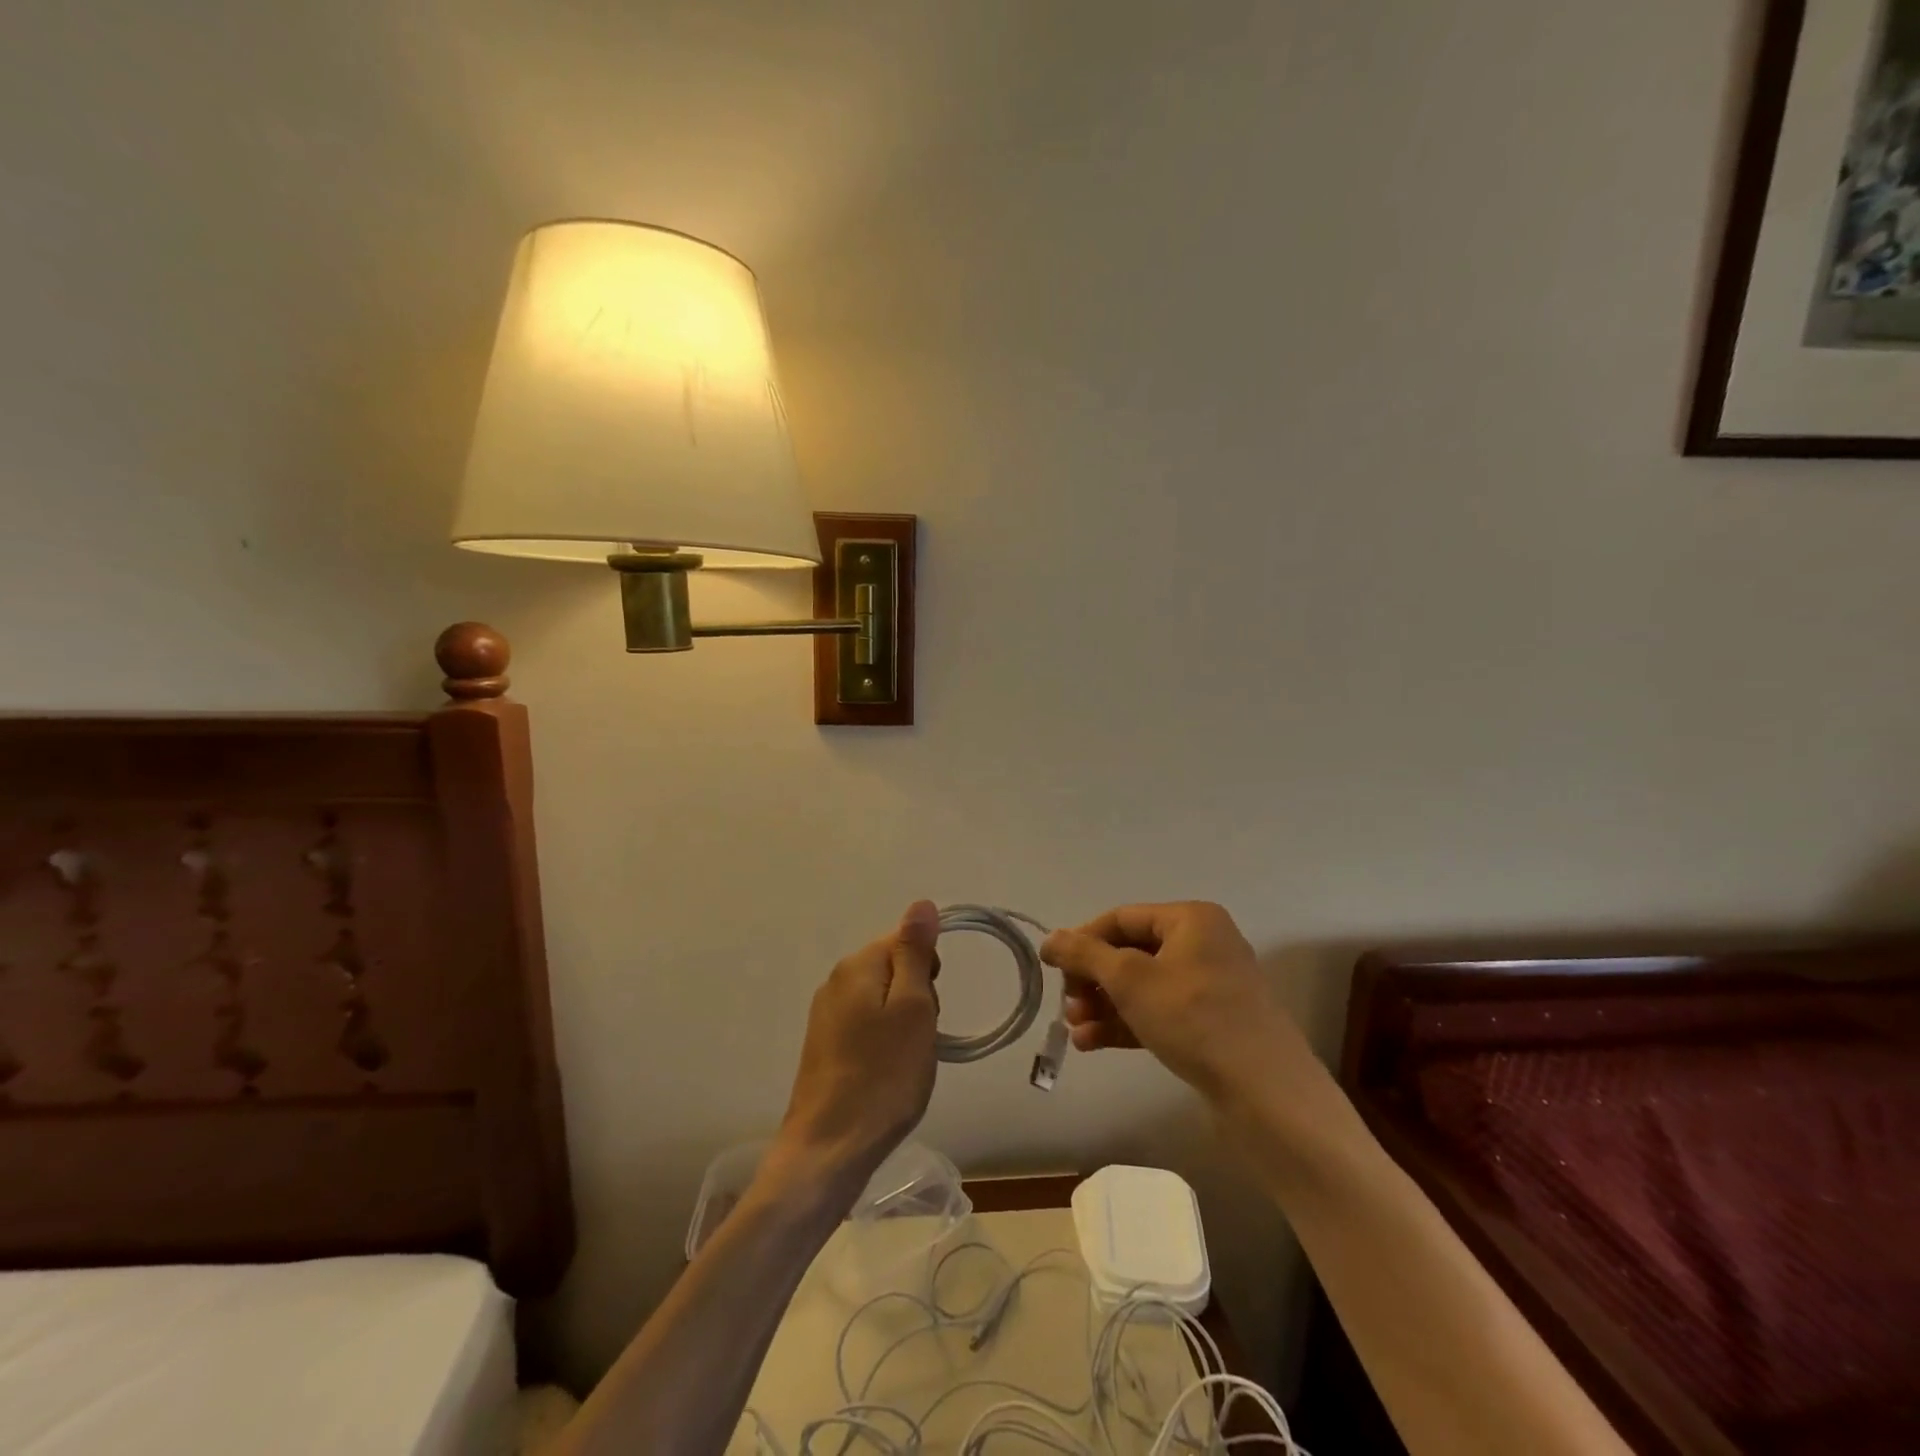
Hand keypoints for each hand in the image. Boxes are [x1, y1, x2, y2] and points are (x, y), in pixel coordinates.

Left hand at [772, 901, 940, 1194]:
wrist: (829, 1149)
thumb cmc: (882, 1076)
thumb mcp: (913, 1008)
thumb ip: (915, 952)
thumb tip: (922, 903)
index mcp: (857, 965)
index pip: (905, 940)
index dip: (928, 971)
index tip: (929, 1010)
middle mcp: (836, 980)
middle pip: (894, 968)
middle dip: (917, 997)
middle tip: (919, 1038)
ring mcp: (826, 1014)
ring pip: (883, 1000)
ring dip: (903, 1023)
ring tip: (905, 1062)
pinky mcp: (824, 1045)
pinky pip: (867, 1026)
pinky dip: (884, 1043)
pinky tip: (886, 1074)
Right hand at [1041, 901, 1302, 1099]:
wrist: (1267, 1094)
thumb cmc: (1195, 1019)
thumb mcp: (1130, 980)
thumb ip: (1084, 954)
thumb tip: (1050, 939)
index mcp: (1191, 919)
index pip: (1121, 918)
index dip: (1083, 941)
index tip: (1053, 969)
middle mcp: (1203, 944)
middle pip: (1130, 953)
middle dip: (1093, 981)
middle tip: (1069, 1007)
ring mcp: (1210, 986)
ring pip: (1142, 986)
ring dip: (1104, 1006)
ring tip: (1076, 1032)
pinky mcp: (1211, 1023)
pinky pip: (1159, 1012)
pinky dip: (1127, 1023)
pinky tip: (1094, 1044)